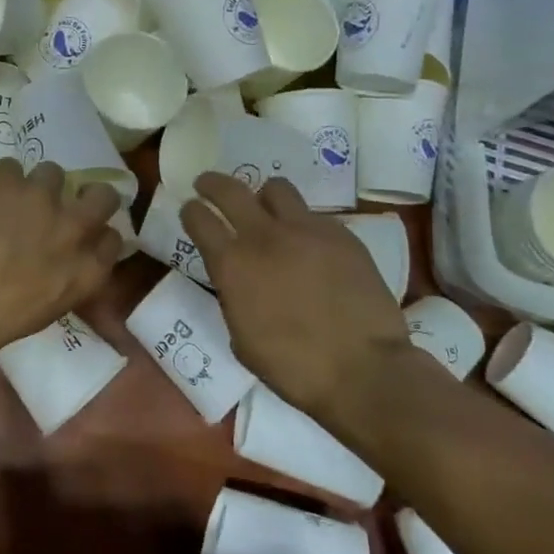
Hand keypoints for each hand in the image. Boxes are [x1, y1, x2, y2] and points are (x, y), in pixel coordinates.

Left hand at [0, 159, 121, 369]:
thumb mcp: (42, 311)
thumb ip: (63, 279)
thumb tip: (56, 262)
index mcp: (86, 271)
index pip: (112, 239)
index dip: (96, 235)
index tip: (79, 239)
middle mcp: (74, 228)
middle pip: (103, 196)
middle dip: (87, 196)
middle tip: (60, 206)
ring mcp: (40, 197)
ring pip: (53, 173)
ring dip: (36, 186)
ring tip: (11, 200)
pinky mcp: (4, 179)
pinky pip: (10, 167)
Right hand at [180, 173, 413, 409]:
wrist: (362, 370)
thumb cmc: (293, 367)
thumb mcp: (242, 336)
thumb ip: (234, 296)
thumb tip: (238, 282)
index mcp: (232, 265)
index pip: (198, 218)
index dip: (191, 211)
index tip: (190, 210)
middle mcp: (264, 236)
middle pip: (229, 189)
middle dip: (212, 183)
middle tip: (208, 185)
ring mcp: (306, 230)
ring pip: (276, 188)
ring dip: (264, 197)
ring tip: (268, 211)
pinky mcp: (341, 234)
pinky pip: (314, 216)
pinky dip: (303, 225)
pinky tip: (311, 247)